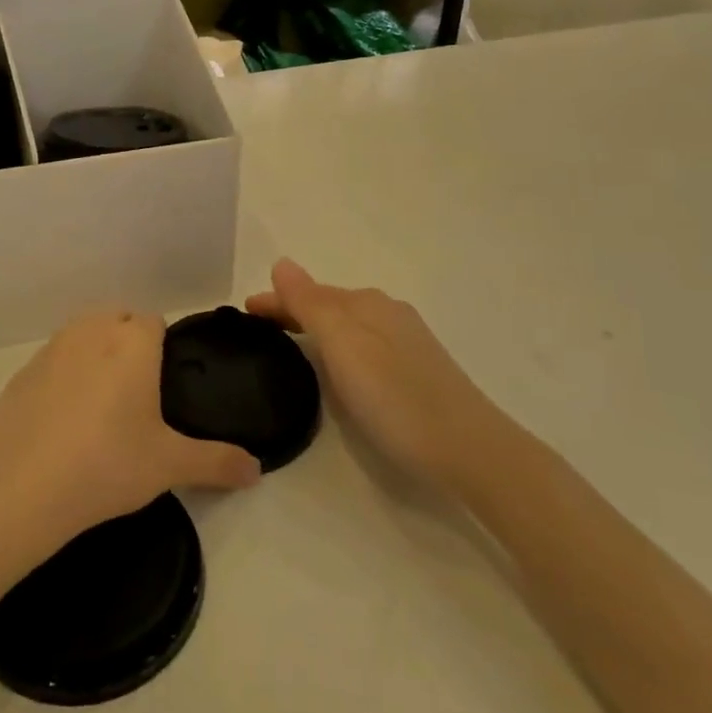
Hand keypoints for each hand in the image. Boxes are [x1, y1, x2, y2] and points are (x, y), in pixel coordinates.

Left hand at [0, 310, 261, 544]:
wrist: (23, 488)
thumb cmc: (108, 464)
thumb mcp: (170, 465)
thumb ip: (218, 462)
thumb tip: (257, 470)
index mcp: (132, 342)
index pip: (154, 321)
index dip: (162, 348)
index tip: (164, 387)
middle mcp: (91, 331)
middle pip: (117, 321)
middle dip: (129, 346)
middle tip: (138, 399)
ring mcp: (51, 350)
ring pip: (82, 336)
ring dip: (94, 356)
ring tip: (101, 408)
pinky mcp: (21, 374)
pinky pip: (52, 363)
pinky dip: (62, 379)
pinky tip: (63, 423)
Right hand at [246, 259, 495, 493]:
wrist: (468, 450)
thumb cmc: (395, 397)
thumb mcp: (344, 346)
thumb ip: (310, 303)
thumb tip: (281, 262)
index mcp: (368, 303)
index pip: (310, 292)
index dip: (276, 300)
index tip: (243, 313)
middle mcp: (388, 313)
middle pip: (330, 305)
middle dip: (294, 311)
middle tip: (259, 330)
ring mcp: (406, 341)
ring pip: (348, 325)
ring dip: (317, 328)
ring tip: (290, 344)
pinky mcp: (417, 370)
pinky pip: (363, 344)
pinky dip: (339, 346)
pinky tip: (338, 366)